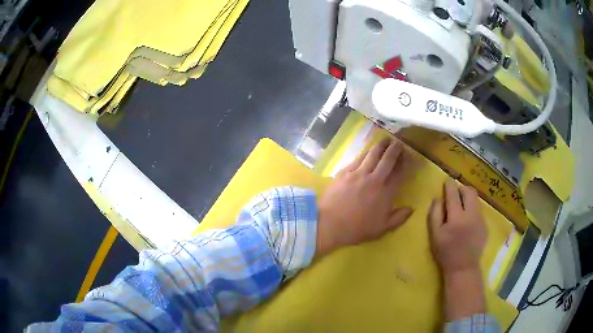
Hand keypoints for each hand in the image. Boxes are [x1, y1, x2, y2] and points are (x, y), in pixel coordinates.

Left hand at [316, 138, 414, 256]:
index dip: (406, 164)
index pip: (400, 174)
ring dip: (380, 146)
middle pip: (387, 159)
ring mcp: (358, 173)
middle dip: (395, 149)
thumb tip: (411, 208)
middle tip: (399, 143)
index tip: (410, 157)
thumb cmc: (357, 229)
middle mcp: (374, 179)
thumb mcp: (382, 229)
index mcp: (385, 193)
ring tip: (385, 139)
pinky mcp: (345, 172)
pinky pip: (358, 158)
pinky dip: (365, 152)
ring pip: (372, 154)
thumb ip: (399, 218)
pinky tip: (367, 150)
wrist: (329, 224)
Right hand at [428, 180, 486, 274]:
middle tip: (455, 195)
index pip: (453, 193)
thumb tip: (437, 198)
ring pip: (476, 200)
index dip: (449, 185)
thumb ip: (435, 214)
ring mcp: (480, 220)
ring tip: (462, 207)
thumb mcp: (435, 235)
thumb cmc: (445, 252)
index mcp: (456, 217)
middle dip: (462, 189)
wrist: (463, 267)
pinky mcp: (485, 225)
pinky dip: (472, 210)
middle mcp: (471, 215)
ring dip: (468, 199)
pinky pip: (479, 210)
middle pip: (469, 191)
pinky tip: (467, 222)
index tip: (447, 181)